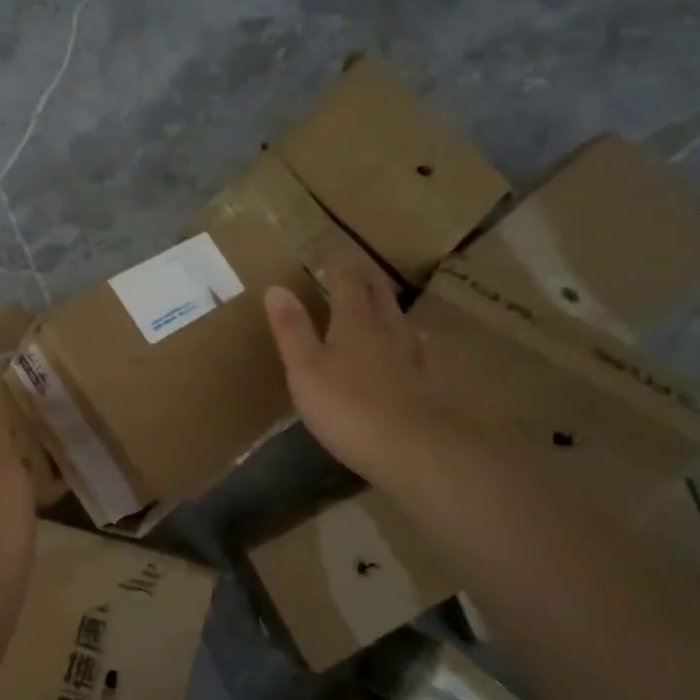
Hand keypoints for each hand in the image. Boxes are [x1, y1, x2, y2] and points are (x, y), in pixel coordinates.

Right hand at [266, 254, 440, 487]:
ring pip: (399, 319)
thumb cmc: (348, 406)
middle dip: (367, 278)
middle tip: (359, 265)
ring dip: (388, 304)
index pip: (347, 282)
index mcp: (354, 322)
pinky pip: (415, 348)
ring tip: (383, 297)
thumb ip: (292, 329)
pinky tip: (413, 343)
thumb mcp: (305, 368)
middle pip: (378, 295)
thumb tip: (276, 287)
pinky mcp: (423, 382)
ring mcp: (409, 356)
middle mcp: (386, 330)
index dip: (339, 265)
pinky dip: (409, 337)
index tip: (333, 250)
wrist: (412, 448)